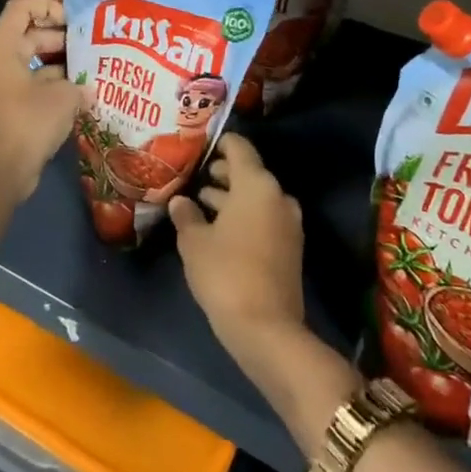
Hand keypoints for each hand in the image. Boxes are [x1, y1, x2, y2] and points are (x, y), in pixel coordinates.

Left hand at [0, 0, 78, 200]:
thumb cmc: (27, 123)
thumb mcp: (62, 98)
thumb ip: (79, 86)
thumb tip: (89, 90)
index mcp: (4, 49)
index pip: (21, 9)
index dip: (48, 6)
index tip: (74, 20)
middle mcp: (0, 63)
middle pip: (30, 36)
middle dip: (61, 38)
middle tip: (91, 44)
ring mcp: (4, 88)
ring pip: (34, 64)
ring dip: (62, 66)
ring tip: (93, 69)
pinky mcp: (11, 110)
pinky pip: (35, 88)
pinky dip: (56, 89)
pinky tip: (83, 97)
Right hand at [169, 134, 304, 357]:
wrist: (266, 329)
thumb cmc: (225, 273)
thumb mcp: (194, 242)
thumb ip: (186, 215)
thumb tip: (180, 200)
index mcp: (256, 184)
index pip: (239, 148)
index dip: (218, 143)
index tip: (197, 146)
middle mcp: (277, 196)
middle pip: (249, 172)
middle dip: (222, 173)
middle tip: (193, 175)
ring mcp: (288, 223)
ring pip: (256, 197)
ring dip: (231, 197)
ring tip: (199, 202)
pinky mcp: (290, 247)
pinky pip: (263, 218)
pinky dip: (243, 216)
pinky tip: (217, 228)